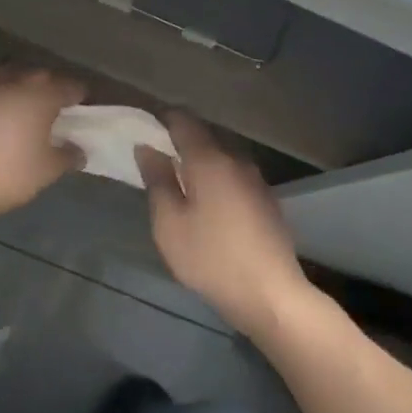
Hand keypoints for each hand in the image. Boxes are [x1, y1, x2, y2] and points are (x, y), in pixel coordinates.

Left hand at [0, 67, 86, 218]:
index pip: (73, 87)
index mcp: (43, 92)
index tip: (79, 118)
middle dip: (46, 94)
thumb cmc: (4, 172)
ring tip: (13, 116)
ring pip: (6, 80)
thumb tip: (78, 149)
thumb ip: (67, 157)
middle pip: (39, 79)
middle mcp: (14, 76)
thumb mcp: (45, 172)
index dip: (80, 101)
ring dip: (13, 93)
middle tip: (48, 119)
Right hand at [138, 114, 311, 336]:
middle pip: (205, 138)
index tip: (142, 127)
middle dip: (179, 141)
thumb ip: (157, 180)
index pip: (184, 121)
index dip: (161, 119)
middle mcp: (237, 161)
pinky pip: (234, 177)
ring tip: (177, 181)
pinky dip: (215, 180)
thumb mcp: (169, 222)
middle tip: (154, 157)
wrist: (269, 294)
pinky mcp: (266, 201)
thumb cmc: (210, 257)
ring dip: (199, 162)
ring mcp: (256, 181)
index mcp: (210, 160)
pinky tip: (206, 202)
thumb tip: (147, 148)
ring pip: (221, 158)